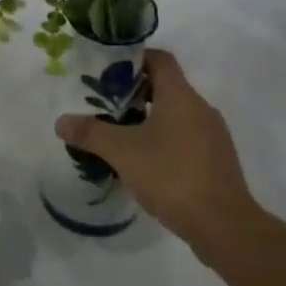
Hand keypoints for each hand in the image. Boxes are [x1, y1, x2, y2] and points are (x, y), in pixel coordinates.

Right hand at [55, 48, 259, 262]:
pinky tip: (145, 163)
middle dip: (134, 93)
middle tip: (105, 105)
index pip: (159, 59)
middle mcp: (200, 108)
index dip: (134, 59)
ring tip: (120, 135)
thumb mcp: (122, 152)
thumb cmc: (172, 175)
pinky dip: (164, 142)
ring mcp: (213, 136)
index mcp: (181, 96)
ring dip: (149, 119)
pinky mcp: (217, 162)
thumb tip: (61, 122)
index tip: (108, 71)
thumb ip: (91, 133)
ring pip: (176, 115)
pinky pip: (186, 139)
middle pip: (166, 87)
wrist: (225, 227)